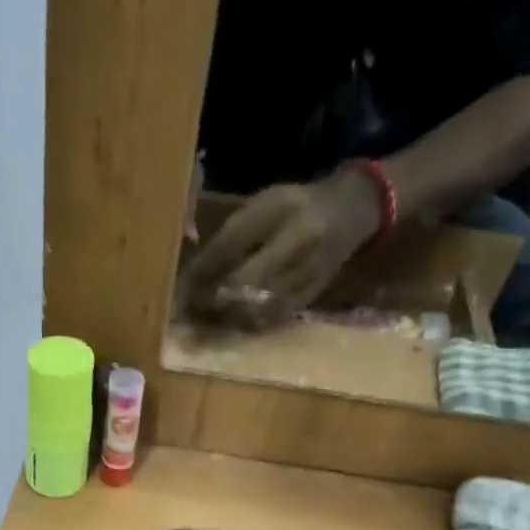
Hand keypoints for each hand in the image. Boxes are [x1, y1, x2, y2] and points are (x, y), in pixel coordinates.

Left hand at [180, 171, 382, 329]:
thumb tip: (196, 273)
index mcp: (281, 208)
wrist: (350, 212)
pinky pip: (274, 316)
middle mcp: (299, 240)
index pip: (232, 244)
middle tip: (189, 309)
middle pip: (244, 280)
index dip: (202, 269)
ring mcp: (309, 270)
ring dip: (227, 315)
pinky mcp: (312, 295)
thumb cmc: (295, 206)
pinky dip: (249, 323)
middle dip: (212, 298)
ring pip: (258, 304)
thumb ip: (232, 235)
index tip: (180, 286)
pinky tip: (233, 323)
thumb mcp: (262, 206)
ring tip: (206, 319)